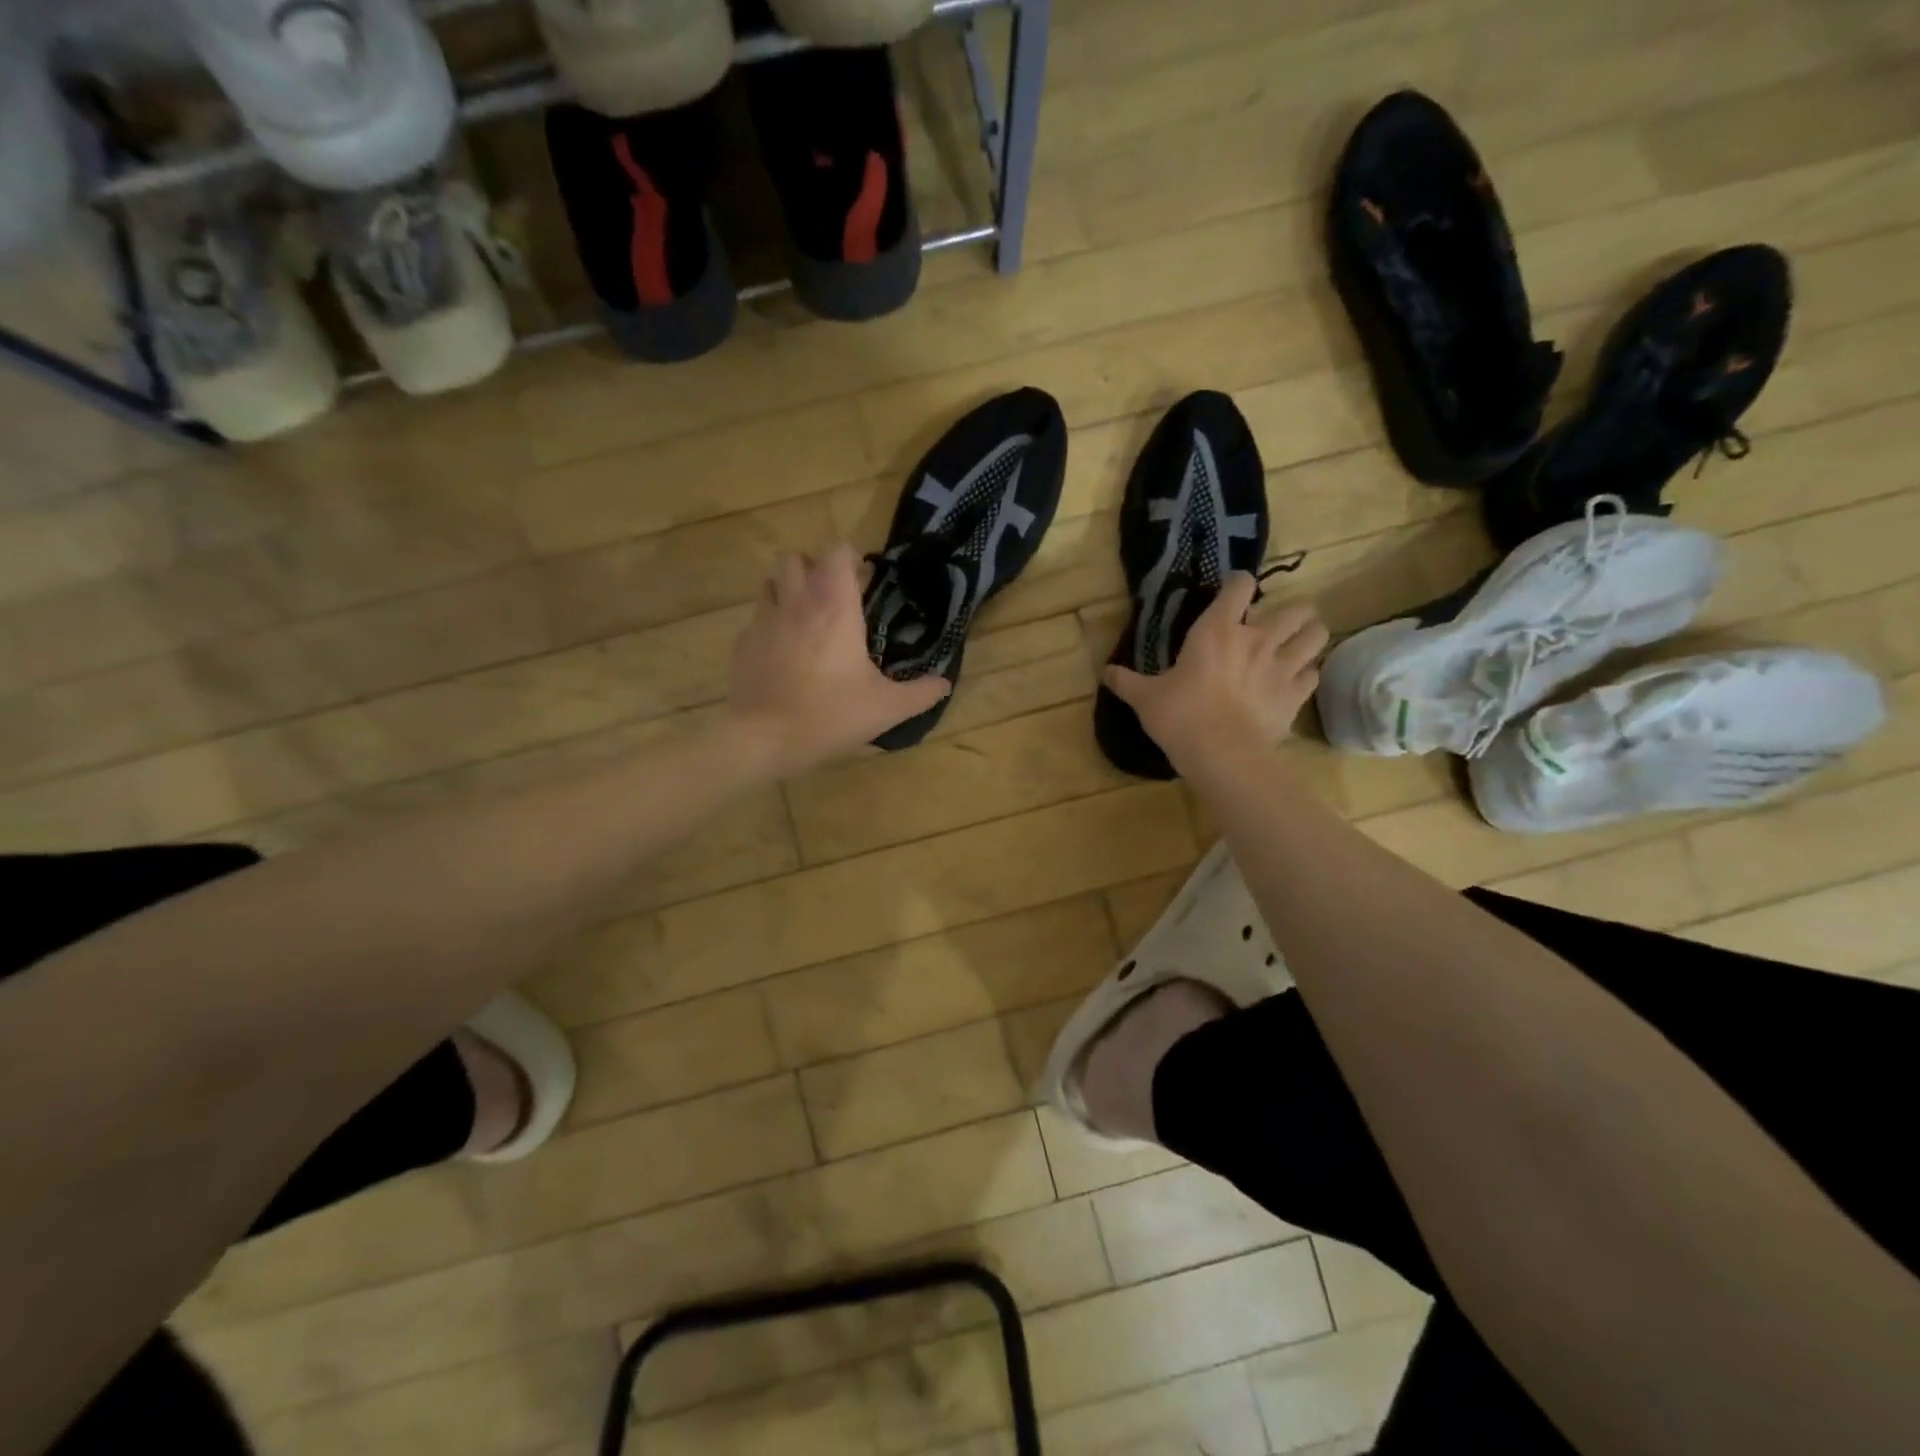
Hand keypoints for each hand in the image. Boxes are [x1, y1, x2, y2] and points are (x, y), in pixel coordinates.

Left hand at [726, 545, 950, 775]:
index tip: (864, 581)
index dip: (851, 560)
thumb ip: (920, 693)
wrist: (763, 739)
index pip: (838, 553)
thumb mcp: (886, 708)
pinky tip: (782, 653)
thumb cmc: (831, 714)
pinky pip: (756, 621)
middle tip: (831, 597)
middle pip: (795, 559)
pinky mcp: (743, 645)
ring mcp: (764, 622)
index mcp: (835, 607)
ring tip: (805, 618)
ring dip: (787, 590)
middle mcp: (796, 603)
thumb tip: (944, 684)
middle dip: (813, 569)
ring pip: (769, 583)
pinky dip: (770, 626)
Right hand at [1105, 575, 1326, 775]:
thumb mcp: (1145, 698)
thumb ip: (1127, 682)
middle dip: (1289, 611)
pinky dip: (1307, 673)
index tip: (1234, 590)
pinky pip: (1313, 674)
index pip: (1239, 586)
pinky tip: (1296, 680)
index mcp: (1217, 630)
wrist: (1222, 754)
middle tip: (1274, 625)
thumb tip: (1106, 673)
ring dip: (1308, 635)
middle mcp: (1257, 639)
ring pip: (1316, 634)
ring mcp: (1282, 666)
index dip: (1239, 583)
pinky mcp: (1296, 694)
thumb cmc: (1180, 717)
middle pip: (1295, 608)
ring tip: (1297, 644)